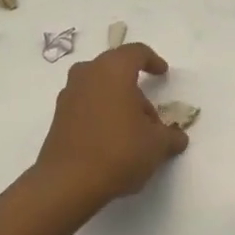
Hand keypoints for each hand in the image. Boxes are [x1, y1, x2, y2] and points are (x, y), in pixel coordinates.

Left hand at [34, 43, 188, 209]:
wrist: (67, 182)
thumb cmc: (118, 151)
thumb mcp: (156, 145)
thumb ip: (170, 136)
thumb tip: (177, 137)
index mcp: (112, 70)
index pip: (135, 52)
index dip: (152, 60)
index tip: (162, 72)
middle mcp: (87, 75)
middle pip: (115, 70)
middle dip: (135, 88)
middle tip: (150, 115)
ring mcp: (68, 95)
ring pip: (99, 88)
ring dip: (117, 102)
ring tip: (133, 132)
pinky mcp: (58, 117)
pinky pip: (86, 105)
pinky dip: (101, 114)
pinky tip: (112, 141)